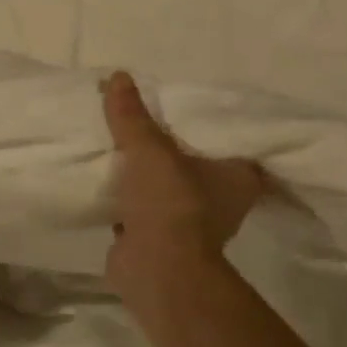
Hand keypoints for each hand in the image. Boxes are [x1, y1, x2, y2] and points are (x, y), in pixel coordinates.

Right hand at [102, 70, 265, 297]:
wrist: (157, 271)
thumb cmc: (170, 203)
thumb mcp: (148, 148)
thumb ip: (131, 114)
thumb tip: (117, 76)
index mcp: (238, 174)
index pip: (226, 137)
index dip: (204, 120)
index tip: (180, 102)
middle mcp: (222, 198)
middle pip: (193, 159)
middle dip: (167, 143)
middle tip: (142, 116)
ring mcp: (192, 221)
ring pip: (167, 183)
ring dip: (146, 171)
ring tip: (120, 141)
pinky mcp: (163, 238)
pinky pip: (145, 205)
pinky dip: (130, 195)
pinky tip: (108, 175)